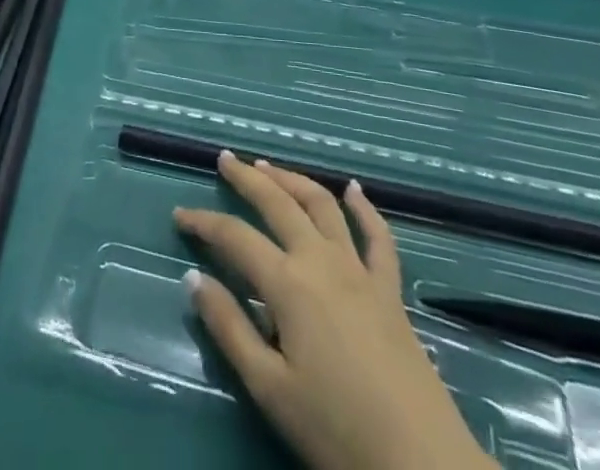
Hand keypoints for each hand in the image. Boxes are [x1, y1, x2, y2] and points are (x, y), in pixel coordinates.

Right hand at [176, 153, 490, 469]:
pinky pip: (378, 237)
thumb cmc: (335, 430)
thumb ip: (230, 328)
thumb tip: (194, 279)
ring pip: (322, 205)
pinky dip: (365, 208)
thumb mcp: (270, 389)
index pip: (235, 238)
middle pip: (278, 203)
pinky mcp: (390, 289)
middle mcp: (321, 260)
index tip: (179, 216)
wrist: (420, 462)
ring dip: (294, 179)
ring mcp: (359, 269)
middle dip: (248, 178)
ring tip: (270, 166)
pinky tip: (354, 190)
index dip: (204, 223)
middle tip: (226, 160)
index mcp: (288, 283)